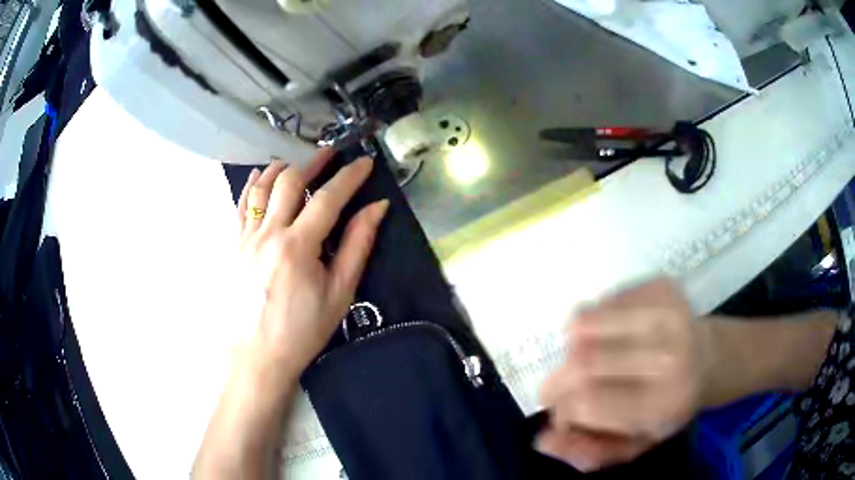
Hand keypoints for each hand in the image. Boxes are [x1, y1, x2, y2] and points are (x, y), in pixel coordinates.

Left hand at [235, 148, 388, 380]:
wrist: (257, 356)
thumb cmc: (302, 330)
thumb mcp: (339, 293)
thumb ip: (357, 246)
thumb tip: (376, 209)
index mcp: (298, 247)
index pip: (327, 198)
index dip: (349, 177)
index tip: (365, 163)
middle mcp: (268, 234)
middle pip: (289, 182)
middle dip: (313, 162)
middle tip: (331, 155)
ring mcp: (246, 238)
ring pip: (261, 187)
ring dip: (281, 168)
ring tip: (297, 161)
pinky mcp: (234, 246)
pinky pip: (241, 205)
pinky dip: (253, 185)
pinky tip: (261, 177)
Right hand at [537, 279, 710, 471]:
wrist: (710, 359)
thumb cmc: (668, 408)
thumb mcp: (634, 444)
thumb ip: (588, 451)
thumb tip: (543, 440)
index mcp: (663, 403)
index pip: (587, 401)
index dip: (561, 408)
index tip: (563, 414)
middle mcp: (668, 356)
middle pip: (582, 361)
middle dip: (558, 378)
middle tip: (562, 386)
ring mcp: (667, 313)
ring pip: (584, 322)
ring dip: (573, 346)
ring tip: (589, 357)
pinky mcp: (661, 286)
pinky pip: (601, 300)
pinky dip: (593, 321)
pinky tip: (611, 334)